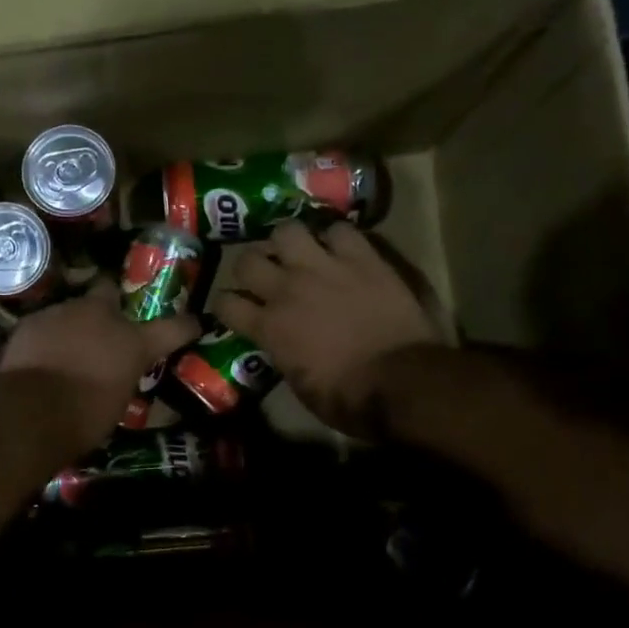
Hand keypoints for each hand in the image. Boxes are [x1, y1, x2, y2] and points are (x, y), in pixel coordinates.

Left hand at [0, 281, 198, 449]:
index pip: (174, 328)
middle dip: (110, 302)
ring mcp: (63, 313)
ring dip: (74, 324)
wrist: (28, 414)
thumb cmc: (82, 421)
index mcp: (134, 343)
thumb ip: (120, 379)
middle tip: (106, 323)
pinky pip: (46, 323)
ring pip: (73, 308)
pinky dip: (47, 336)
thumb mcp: (116, 404)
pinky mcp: (32, 320)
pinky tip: (40, 355)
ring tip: (66, 348)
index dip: (186, 326)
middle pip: (109, 291)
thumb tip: (114, 377)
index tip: (194, 324)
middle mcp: (101, 317)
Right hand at [212, 220, 439, 436]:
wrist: (403, 381)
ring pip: (286, 230)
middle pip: (246, 260)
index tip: (235, 310)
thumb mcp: (300, 386)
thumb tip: (281, 345)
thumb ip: (282, 355)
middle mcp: (287, 290)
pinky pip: (340, 229)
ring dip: (287, 242)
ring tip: (297, 252)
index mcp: (269, 327)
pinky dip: (336, 237)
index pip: (225, 303)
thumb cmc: (349, 398)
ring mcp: (324, 268)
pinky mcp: (362, 258)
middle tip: (264, 275)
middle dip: (250, 267)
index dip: (226, 306)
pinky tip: (340, 249)